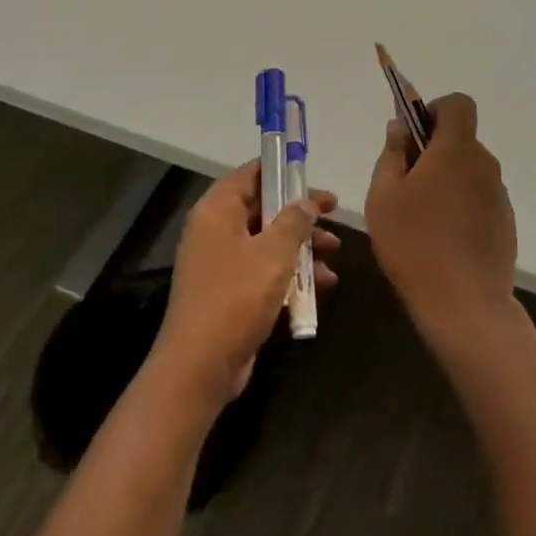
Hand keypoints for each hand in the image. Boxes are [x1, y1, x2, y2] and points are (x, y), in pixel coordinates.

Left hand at [151, 161, 338, 406]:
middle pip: (262, 208)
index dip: (281, 170)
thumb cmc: (237, 296)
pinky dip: (290, 272)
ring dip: (301, 245)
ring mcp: (220, 263)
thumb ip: (294, 221)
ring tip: (335, 253)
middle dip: (300, 213)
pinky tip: (321, 285)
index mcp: (217, 211)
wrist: (200, 365)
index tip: (311, 172)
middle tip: (334, 214)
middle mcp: (215, 230)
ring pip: (267, 241)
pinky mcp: (228, 292)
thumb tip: (306, 202)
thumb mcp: (274, 252)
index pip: (250, 174)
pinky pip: (263, 270)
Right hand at [365, 93, 517, 341]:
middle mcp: (484, 164)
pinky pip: (479, 199)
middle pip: (462, 140)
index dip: (435, 110)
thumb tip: (400, 127)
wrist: (464, 303)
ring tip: (421, 218)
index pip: (458, 104)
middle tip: (405, 185)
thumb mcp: (383, 195)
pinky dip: (462, 206)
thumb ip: (392, 154)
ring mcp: (499, 195)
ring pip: (470, 172)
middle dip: (435, 151)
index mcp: (456, 149)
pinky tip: (442, 240)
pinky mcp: (505, 223)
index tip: (413, 138)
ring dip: (448, 181)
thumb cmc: (414, 242)